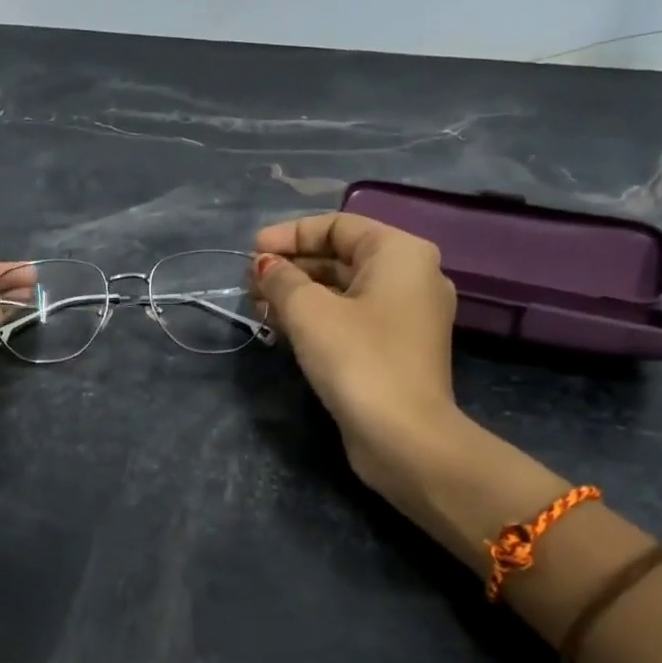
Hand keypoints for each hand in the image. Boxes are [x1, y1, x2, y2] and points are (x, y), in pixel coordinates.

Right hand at [252, 212, 464, 504]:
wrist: (404, 437)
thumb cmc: (358, 359)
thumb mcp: (309, 311)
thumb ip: (281, 279)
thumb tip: (264, 266)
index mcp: (400, 253)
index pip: (338, 225)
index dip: (290, 234)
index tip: (251, 251)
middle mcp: (411, 276)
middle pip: (341, 256)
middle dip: (292, 266)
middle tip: (250, 282)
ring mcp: (407, 315)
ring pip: (344, 290)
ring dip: (299, 293)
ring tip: (258, 305)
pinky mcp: (396, 348)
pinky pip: (352, 317)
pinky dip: (317, 317)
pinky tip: (282, 327)